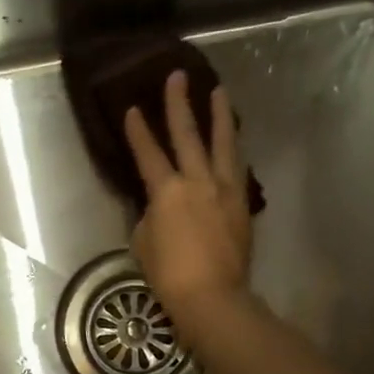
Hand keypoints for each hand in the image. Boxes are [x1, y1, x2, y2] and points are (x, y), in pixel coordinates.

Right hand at [124, 71, 253, 335]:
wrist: (212, 296)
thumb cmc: (168, 275)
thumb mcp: (143, 243)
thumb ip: (150, 216)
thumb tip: (158, 205)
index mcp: (167, 191)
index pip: (148, 153)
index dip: (138, 131)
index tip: (132, 108)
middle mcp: (198, 181)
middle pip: (188, 135)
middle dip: (179, 104)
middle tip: (178, 76)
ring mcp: (224, 191)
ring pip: (222, 144)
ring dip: (219, 116)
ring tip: (218, 93)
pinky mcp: (241, 204)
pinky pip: (236, 168)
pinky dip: (232, 150)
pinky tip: (232, 141)